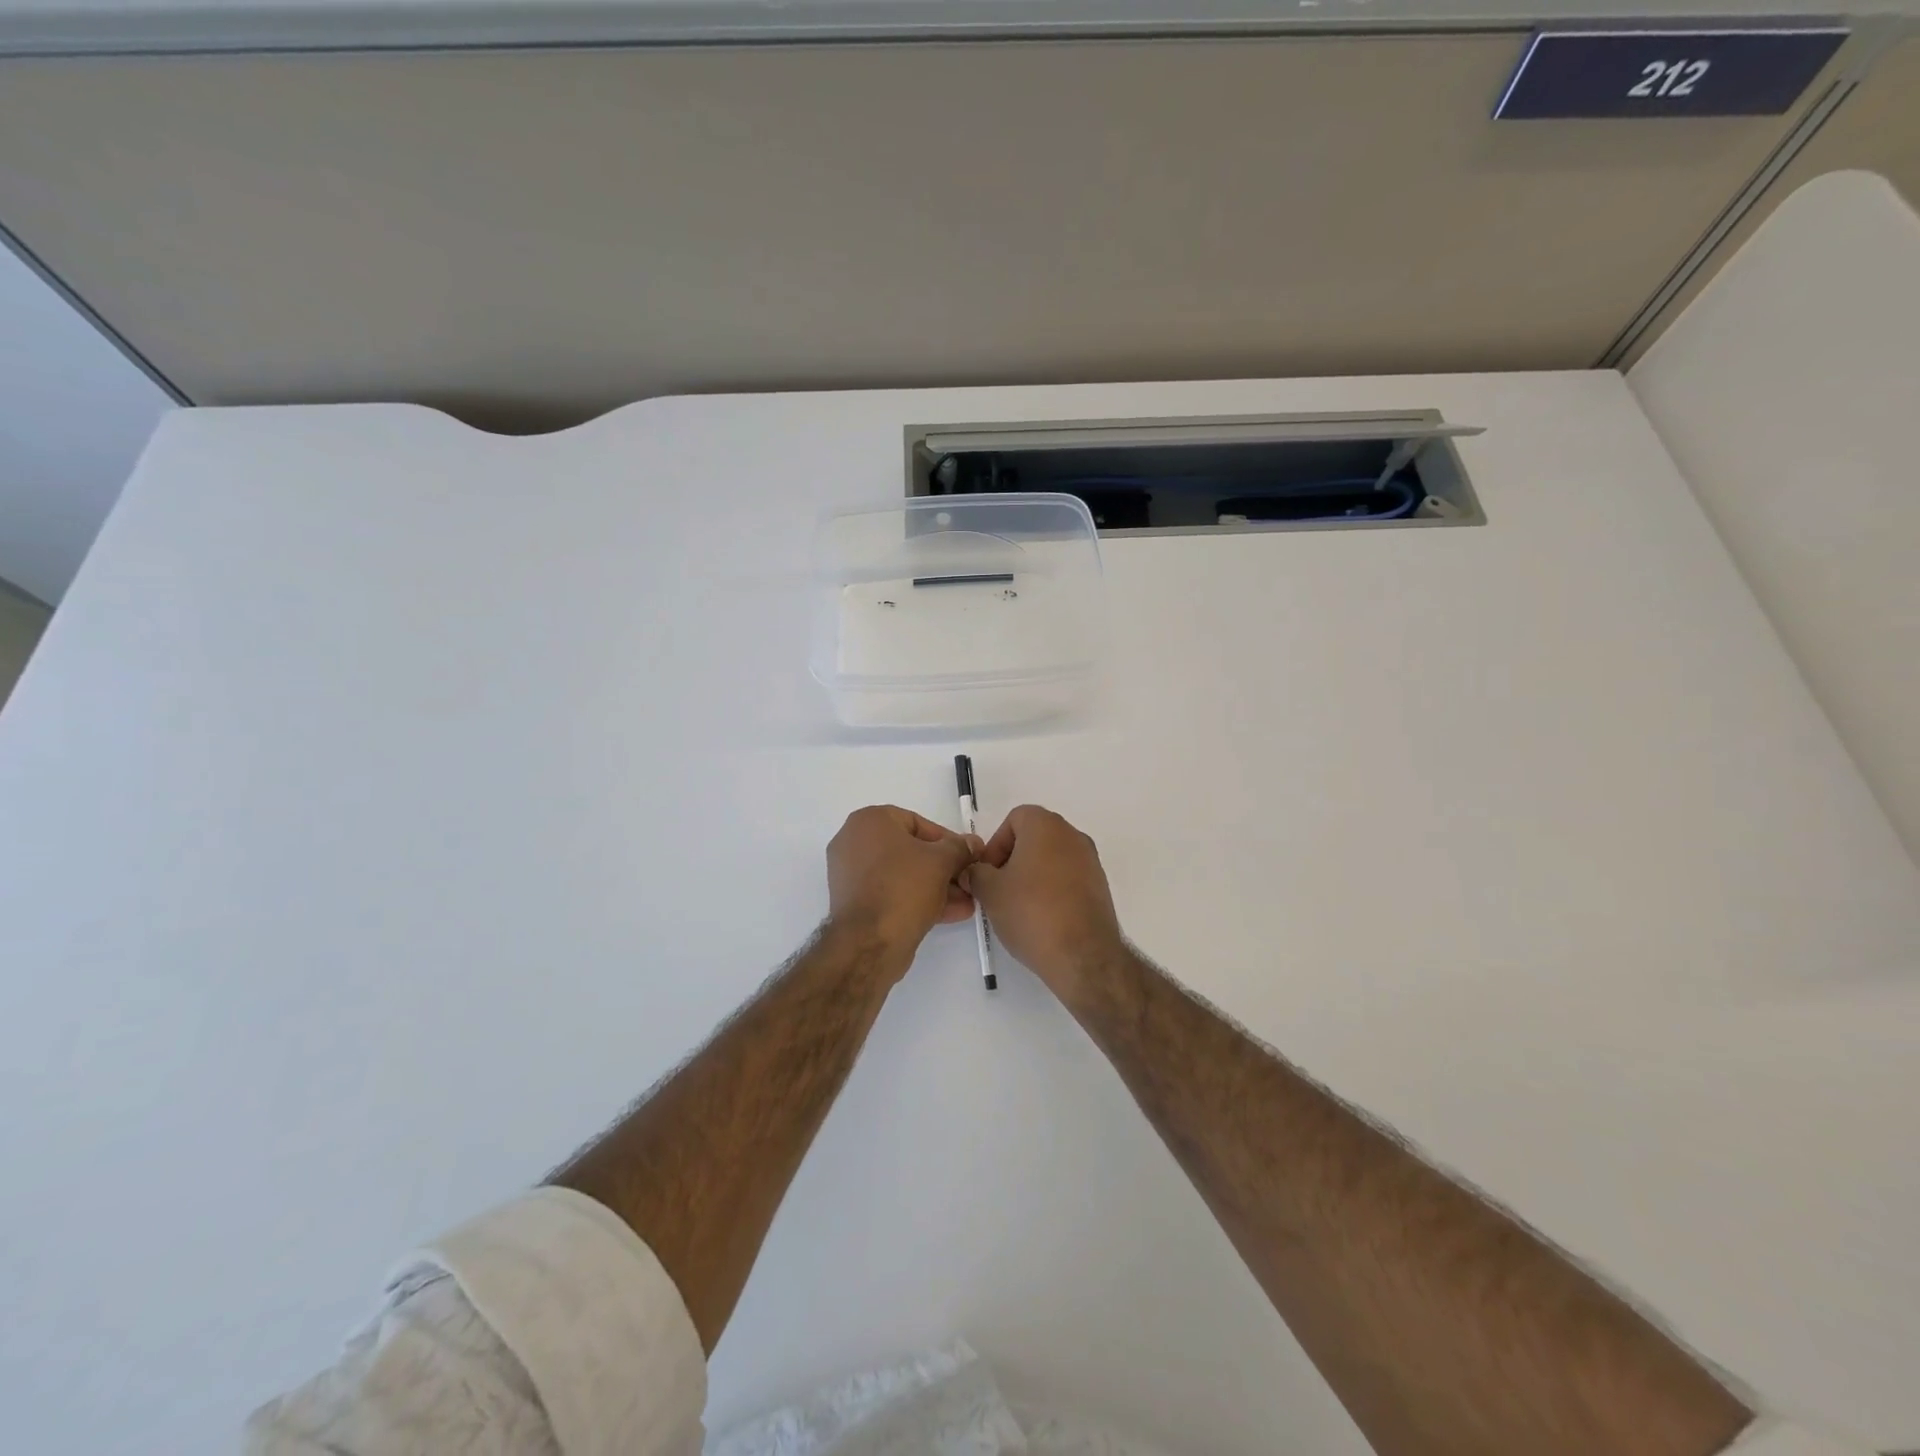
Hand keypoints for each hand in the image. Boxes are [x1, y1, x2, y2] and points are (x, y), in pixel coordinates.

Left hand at [826, 806, 979, 971]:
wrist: (868, 942)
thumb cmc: (903, 887)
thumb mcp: (941, 861)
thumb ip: (960, 848)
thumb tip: (972, 843)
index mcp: (869, 821)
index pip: (917, 823)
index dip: (948, 841)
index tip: (968, 857)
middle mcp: (854, 842)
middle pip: (910, 851)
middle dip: (944, 868)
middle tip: (968, 881)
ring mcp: (851, 875)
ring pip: (902, 875)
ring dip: (936, 886)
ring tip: (966, 901)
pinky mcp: (854, 903)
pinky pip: (891, 893)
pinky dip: (917, 899)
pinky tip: (950, 913)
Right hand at [965, 805, 1124, 1003]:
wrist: (1083, 955)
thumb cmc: (1031, 912)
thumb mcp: (989, 892)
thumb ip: (975, 873)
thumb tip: (974, 872)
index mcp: (1046, 826)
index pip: (1014, 819)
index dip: (996, 844)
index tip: (988, 873)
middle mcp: (1073, 835)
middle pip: (1034, 838)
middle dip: (1012, 860)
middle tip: (998, 889)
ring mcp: (1091, 861)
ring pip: (1052, 858)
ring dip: (1032, 875)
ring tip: (1018, 907)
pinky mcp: (1100, 886)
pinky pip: (1068, 878)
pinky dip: (1052, 889)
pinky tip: (1042, 918)